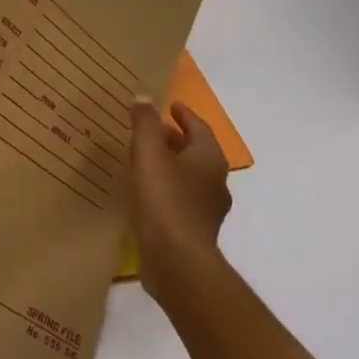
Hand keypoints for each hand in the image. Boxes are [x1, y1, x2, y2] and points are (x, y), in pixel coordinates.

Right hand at [128, 98, 232, 294]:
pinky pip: (179, 199)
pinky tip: (144, 191)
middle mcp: (215, 182)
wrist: (177, 261)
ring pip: (188, 177)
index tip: (170, 106)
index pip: (199, 128)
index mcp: (209, 159)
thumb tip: (144, 97)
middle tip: (151, 130)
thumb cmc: (165, 198)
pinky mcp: (193, 231)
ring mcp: (207, 210)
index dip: (184, 115)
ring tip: (143, 158)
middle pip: (195, 152)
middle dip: (175, 139)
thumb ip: (145, 123)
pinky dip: (165, 188)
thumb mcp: (149, 152)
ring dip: (169, 164)